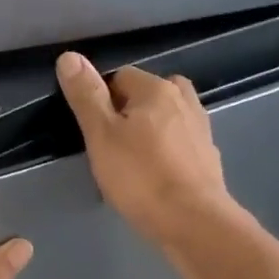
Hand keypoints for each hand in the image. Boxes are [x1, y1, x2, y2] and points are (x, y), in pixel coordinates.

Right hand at [56, 52, 237, 248]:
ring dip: (150, 131)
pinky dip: (167, 152)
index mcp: (157, 89)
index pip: (120, 76)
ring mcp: (201, 129)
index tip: (94, 131)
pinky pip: (181, 143)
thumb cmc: (140, 177)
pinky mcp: (209, 158)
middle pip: (147, 95)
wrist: (193, 222)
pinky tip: (156, 175)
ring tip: (133, 160)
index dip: (101, 100)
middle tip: (111, 146)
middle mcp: (185, 100)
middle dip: (128, 113)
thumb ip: (86, 96)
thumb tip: (70, 56)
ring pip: (167, 119)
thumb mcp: (101, 135)